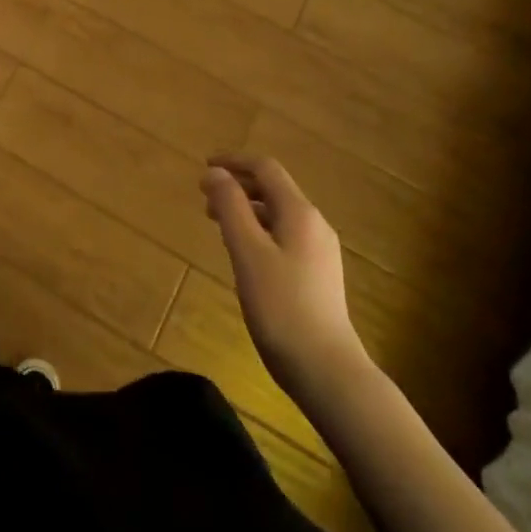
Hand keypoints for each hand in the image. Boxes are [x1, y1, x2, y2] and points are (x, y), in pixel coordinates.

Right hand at [201, 154, 367, 394]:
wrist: (326, 369)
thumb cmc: (281, 306)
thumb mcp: (247, 251)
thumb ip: (230, 207)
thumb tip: (214, 172)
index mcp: (299, 212)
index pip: (266, 168)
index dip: (234, 162)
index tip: (204, 167)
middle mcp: (314, 224)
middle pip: (273, 189)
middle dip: (238, 187)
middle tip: (205, 198)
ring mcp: (319, 251)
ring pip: (277, 214)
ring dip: (246, 210)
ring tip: (217, 224)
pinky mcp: (317, 275)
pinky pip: (283, 236)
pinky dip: (258, 231)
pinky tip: (243, 254)